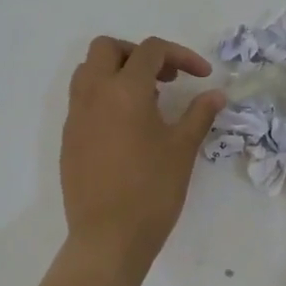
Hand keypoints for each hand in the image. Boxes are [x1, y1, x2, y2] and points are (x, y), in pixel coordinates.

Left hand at [61, 36, 224, 271]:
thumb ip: (199, 114)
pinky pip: (82, 99)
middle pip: (108, 48)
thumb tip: (216, 94)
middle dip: (139, 54)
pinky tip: (128, 126)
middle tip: (165, 78)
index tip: (201, 76)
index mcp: (125, 91)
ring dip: (117, 72)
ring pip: (88, 71)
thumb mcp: (183, 149)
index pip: (150, 51)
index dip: (180, 55)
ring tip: (147, 99)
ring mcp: (76, 116)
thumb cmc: (152, 190)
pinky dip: (104, 96)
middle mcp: (94, 94)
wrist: (109, 237)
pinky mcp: (69, 138)